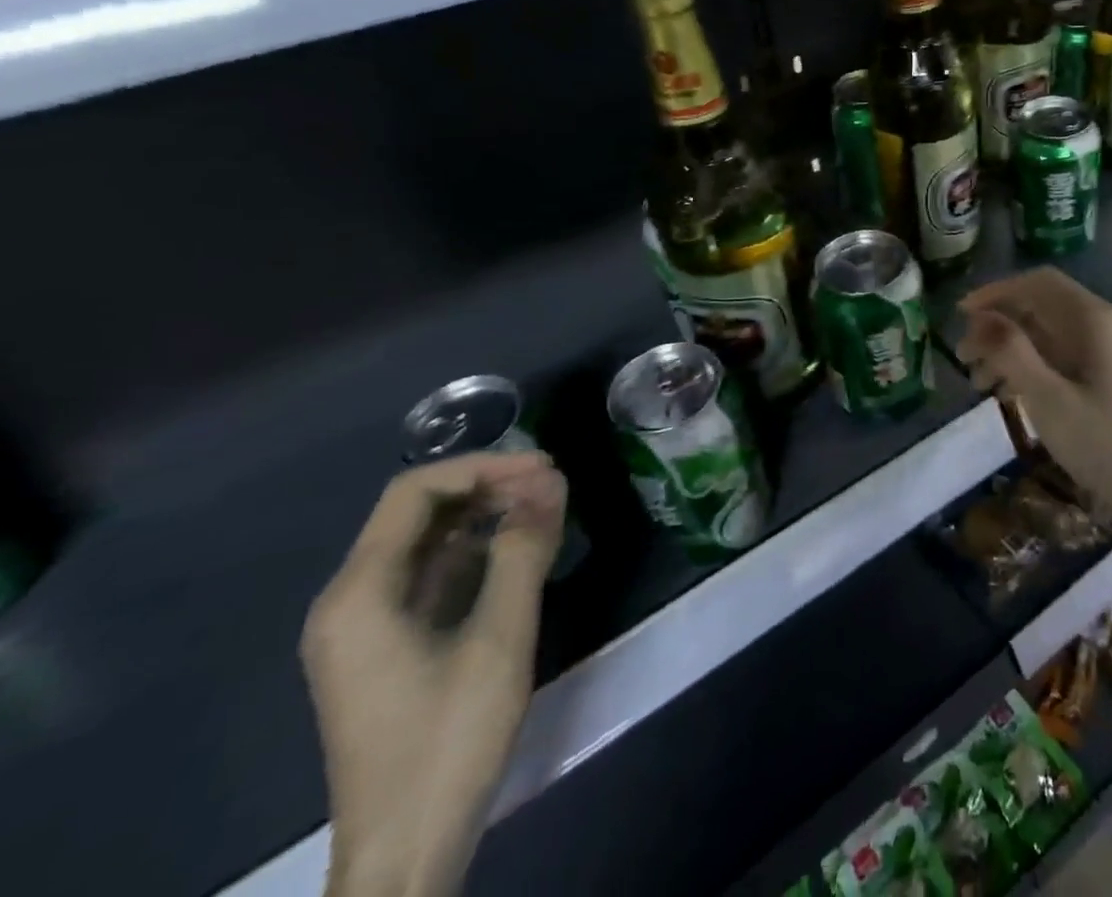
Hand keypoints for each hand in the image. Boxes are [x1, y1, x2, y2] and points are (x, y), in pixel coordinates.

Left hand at [302, 453, 565, 896]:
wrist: (405, 852)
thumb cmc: (448, 739)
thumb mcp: (500, 637)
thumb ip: (524, 550)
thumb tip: (549, 481)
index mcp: (359, 594)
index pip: (416, 492)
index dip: (483, 466)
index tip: (544, 467)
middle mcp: (351, 601)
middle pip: (420, 512)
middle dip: (490, 486)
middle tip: (554, 484)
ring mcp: (367, 628)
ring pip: (430, 542)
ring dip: (488, 515)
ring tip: (549, 509)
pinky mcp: (389, 648)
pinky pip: (434, 575)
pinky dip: (479, 551)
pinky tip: (523, 550)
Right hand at [956, 268, 1111, 533]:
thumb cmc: (1104, 444)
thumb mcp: (1049, 399)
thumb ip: (1012, 352)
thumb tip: (980, 317)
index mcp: (1092, 319)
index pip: (1037, 283)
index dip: (995, 292)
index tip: (960, 316)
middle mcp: (1099, 324)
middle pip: (1038, 305)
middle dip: (997, 324)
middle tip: (963, 355)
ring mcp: (1103, 350)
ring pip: (1044, 333)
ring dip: (1007, 348)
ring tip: (975, 381)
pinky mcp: (1102, 374)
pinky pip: (1056, 355)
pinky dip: (1026, 366)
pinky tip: (1003, 392)